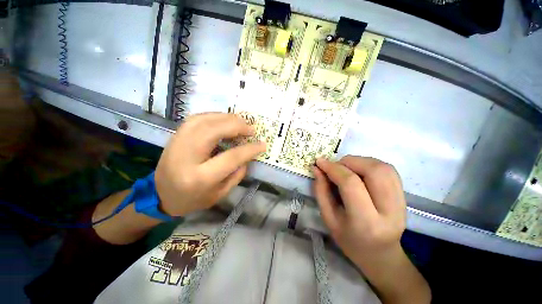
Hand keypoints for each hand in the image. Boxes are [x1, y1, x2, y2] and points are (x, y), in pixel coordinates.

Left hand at [155, 113, 265, 216]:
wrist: (160, 196)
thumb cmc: (193, 200)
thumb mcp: (220, 194)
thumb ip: (237, 174)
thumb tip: (248, 155)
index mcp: (199, 178)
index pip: (230, 158)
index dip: (249, 149)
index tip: (262, 144)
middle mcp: (186, 157)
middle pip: (213, 131)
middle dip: (236, 126)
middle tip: (250, 128)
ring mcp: (177, 143)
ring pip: (203, 120)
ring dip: (226, 118)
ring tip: (240, 122)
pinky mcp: (174, 136)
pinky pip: (196, 119)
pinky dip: (213, 116)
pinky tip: (224, 119)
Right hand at [313, 156, 405, 267]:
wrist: (381, 254)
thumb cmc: (349, 240)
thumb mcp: (329, 218)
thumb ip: (321, 191)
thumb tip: (317, 168)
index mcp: (366, 222)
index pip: (350, 183)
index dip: (333, 168)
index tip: (320, 162)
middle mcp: (390, 210)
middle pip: (373, 171)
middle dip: (349, 162)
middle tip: (335, 166)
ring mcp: (401, 202)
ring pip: (383, 167)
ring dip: (359, 161)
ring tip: (346, 168)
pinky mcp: (404, 195)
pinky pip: (388, 170)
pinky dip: (369, 164)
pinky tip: (359, 171)